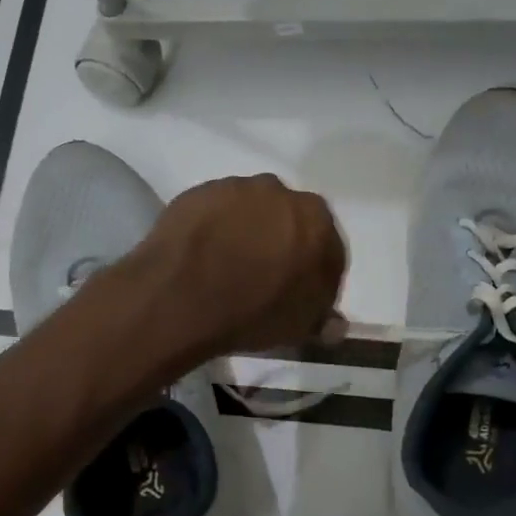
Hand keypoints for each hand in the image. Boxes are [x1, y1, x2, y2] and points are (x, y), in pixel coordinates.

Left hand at [135, 173, 346, 357]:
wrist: (180, 296)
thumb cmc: (252, 312)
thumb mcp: (298, 327)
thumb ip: (322, 319)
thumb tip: (335, 324)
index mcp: (317, 220)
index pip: (328, 249)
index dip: (316, 276)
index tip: (300, 296)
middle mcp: (281, 192)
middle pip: (289, 222)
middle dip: (282, 246)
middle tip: (264, 279)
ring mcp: (236, 188)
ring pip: (251, 212)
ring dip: (247, 233)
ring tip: (229, 266)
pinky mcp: (198, 192)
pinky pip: (216, 212)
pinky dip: (215, 229)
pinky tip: (204, 255)